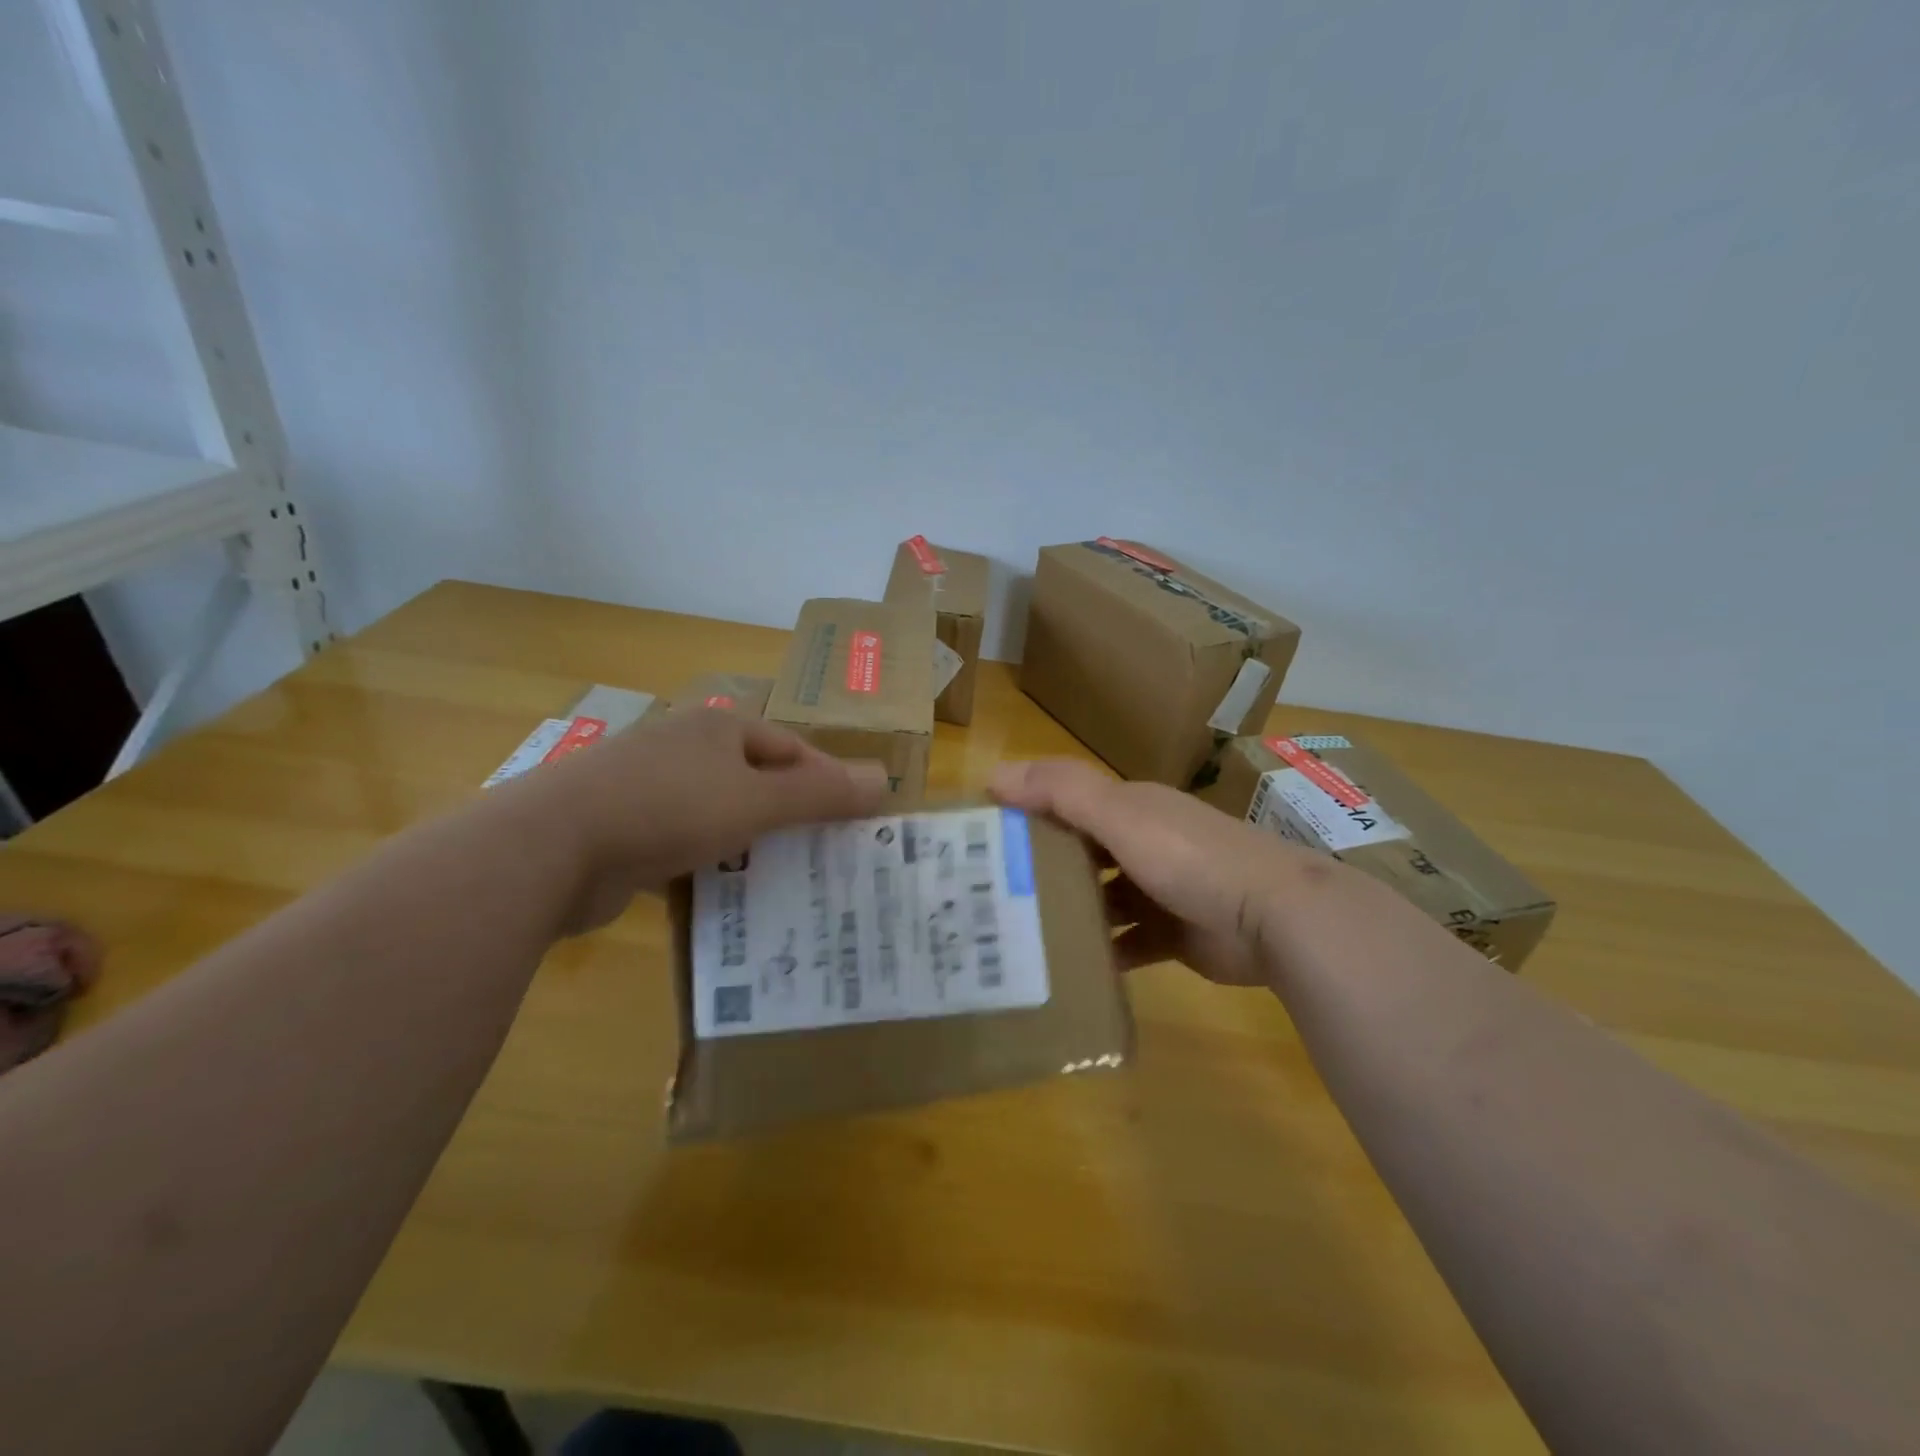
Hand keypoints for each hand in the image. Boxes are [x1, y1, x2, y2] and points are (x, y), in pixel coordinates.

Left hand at [496, 708, 886, 932]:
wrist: (551, 847)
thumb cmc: (669, 808)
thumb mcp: (757, 800)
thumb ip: (821, 794)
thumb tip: (884, 779)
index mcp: (718, 729)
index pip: (790, 748)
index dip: (826, 781)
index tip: (854, 821)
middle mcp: (684, 749)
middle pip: (756, 780)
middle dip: (789, 816)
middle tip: (825, 855)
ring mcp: (648, 788)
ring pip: (719, 815)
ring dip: (750, 845)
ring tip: (786, 880)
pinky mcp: (623, 830)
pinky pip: (683, 845)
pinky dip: (708, 865)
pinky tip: (726, 895)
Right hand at [990, 759, 1353, 986]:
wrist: (1274, 916)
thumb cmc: (1189, 856)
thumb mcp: (1121, 815)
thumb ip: (1061, 791)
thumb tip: (993, 775)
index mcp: (1130, 809)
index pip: (1066, 803)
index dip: (1025, 814)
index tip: (981, 839)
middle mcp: (1143, 845)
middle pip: (1080, 853)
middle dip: (1040, 869)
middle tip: (989, 896)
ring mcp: (1159, 892)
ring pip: (1100, 900)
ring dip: (1068, 914)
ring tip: (1017, 937)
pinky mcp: (1172, 936)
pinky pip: (1125, 943)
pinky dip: (1101, 953)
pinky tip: (1067, 969)